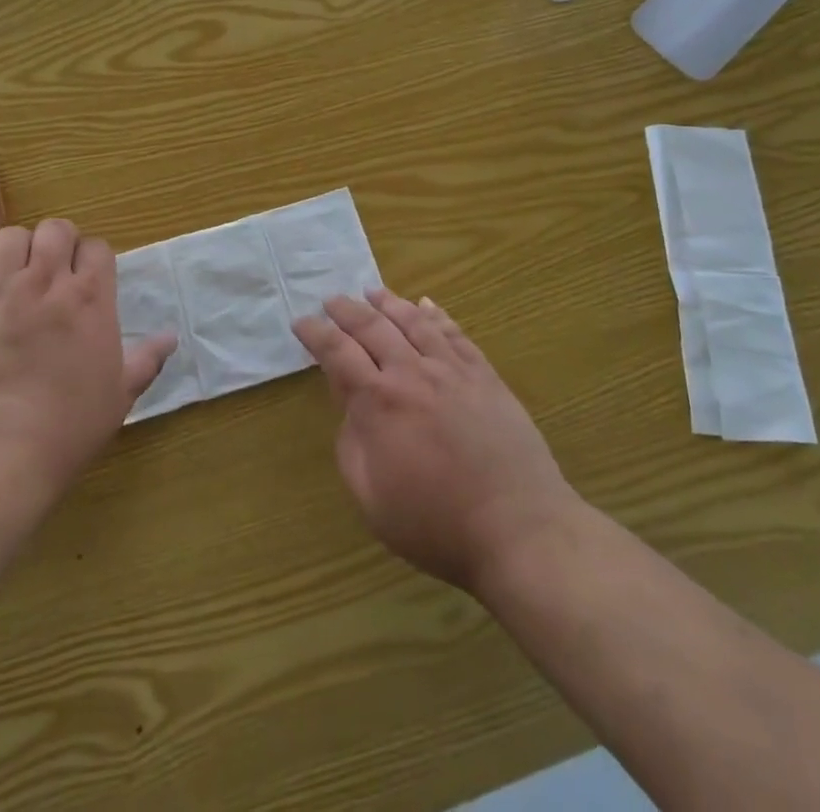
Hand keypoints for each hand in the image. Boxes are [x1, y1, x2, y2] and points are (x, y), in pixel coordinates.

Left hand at [0, 219, 175, 511]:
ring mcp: (1, 292)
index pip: (97, 247)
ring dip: (16, 252)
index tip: (90, 279)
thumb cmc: (70, 425)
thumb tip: (171, 338)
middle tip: (54, 271)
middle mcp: (47, 282)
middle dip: (57, 242)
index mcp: (90, 298)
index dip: (94, 259)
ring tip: (16, 277)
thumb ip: (146, 360)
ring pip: (9, 238)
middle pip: (55, 229)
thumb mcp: (120, 395)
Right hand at [293, 290, 575, 593]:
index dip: (315, 333)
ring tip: (372, 292)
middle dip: (346, 310)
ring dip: (388, 303)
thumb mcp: (371, 498)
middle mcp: (412, 373)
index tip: (301, 322)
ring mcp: (452, 370)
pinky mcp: (484, 376)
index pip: (337, 352)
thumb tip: (350, 407)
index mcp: (378, 402)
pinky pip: (455, 334)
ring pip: (414, 321)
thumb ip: (351, 445)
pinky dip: (436, 315)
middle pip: (372, 326)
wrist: (518, 528)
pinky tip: (427, 306)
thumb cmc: (436, 524)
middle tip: (331, 300)